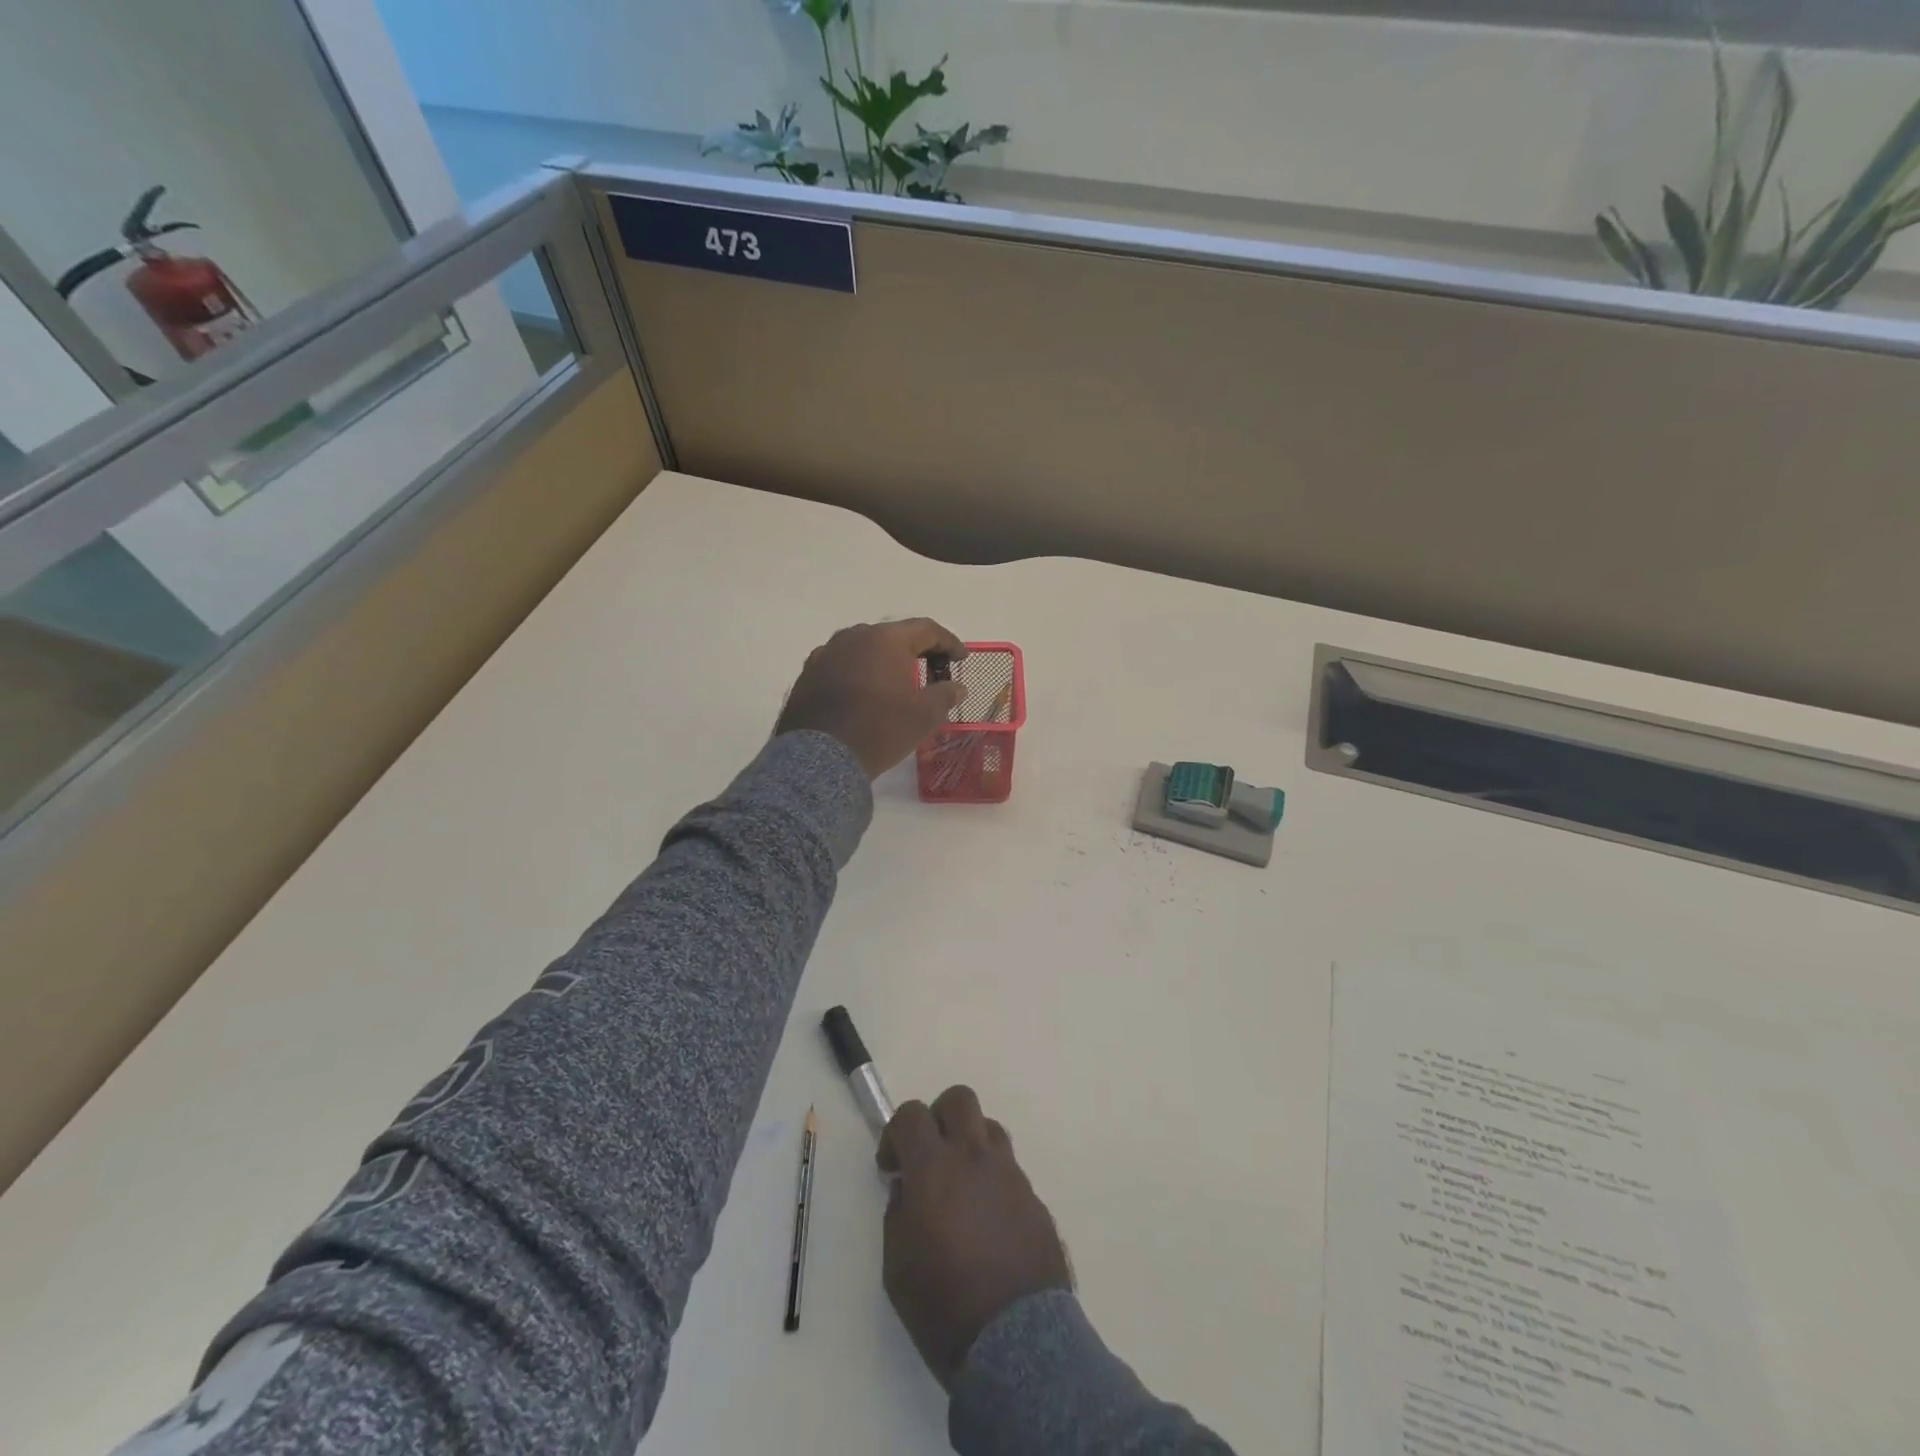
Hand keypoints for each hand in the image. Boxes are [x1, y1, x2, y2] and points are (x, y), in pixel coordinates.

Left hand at [775, 619, 966, 778]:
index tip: (961, 658)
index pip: (926, 629)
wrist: (821, 758)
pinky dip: (859, 673)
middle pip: (893, 635)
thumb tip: (958, 687)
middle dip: (915, 650)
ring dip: (884, 660)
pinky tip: (863, 692)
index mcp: (886, 639)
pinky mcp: (808, 672)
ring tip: (896, 681)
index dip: (948, 642)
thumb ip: (945, 695)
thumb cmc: (880, 730)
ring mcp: (827, 652)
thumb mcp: (923, 716)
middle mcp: (855, 636)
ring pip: (864, 648)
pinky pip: (842, 664)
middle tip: (931, 669)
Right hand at [878, 1086, 1072, 1389]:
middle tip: (929, 1156)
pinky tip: (987, 1221)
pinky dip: (992, 1179)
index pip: (912, 1114)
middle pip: (959, 1099)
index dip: (895, 1133)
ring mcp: (1010, 1173)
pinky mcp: (1034, 1196)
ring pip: (989, 1128)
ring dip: (969, 1144)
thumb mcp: (897, 1268)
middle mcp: (975, 1157)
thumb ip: (898, 1215)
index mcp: (935, 1167)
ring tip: (960, 1187)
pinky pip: (1009, 1168)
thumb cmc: (944, 1306)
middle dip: (938, 1117)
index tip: (892, 1167)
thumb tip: (908, 1191)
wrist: (1017, 1343)